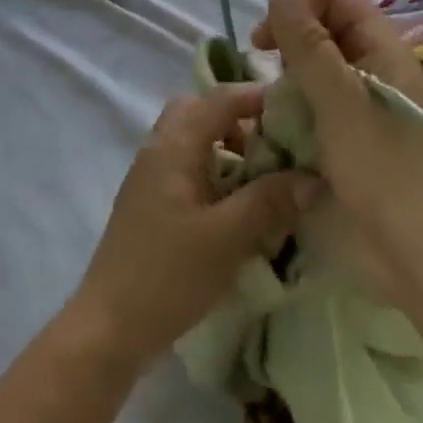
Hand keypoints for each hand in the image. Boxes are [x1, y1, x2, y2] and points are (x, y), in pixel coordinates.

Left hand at [70, 86, 321, 371]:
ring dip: (226, 145)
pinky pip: (185, 164)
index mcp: (175, 144)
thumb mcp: (227, 238)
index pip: (220, 98)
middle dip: (239, 119)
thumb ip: (270, 202)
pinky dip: (213, 168)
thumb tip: (313, 176)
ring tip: (259, 178)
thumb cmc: (169, 274)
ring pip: (192, 137)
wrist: (109, 326)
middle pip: (200, 110)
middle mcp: (159, 147)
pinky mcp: (150, 200)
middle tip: (272, 146)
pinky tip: (233, 206)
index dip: (258, 97)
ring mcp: (150, 173)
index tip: (296, 110)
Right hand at [252, 0, 422, 304]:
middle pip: (329, 30)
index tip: (268, 32)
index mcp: (384, 51)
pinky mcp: (359, 142)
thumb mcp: (339, 100)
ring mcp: (370, 109)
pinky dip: (299, 108)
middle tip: (261, 58)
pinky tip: (283, 128)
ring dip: (292, 75)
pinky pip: (322, 107)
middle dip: (292, 36)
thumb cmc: (385, 171)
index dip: (302, 3)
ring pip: (322, 70)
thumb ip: (308, 44)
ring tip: (271, 98)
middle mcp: (378, 71)